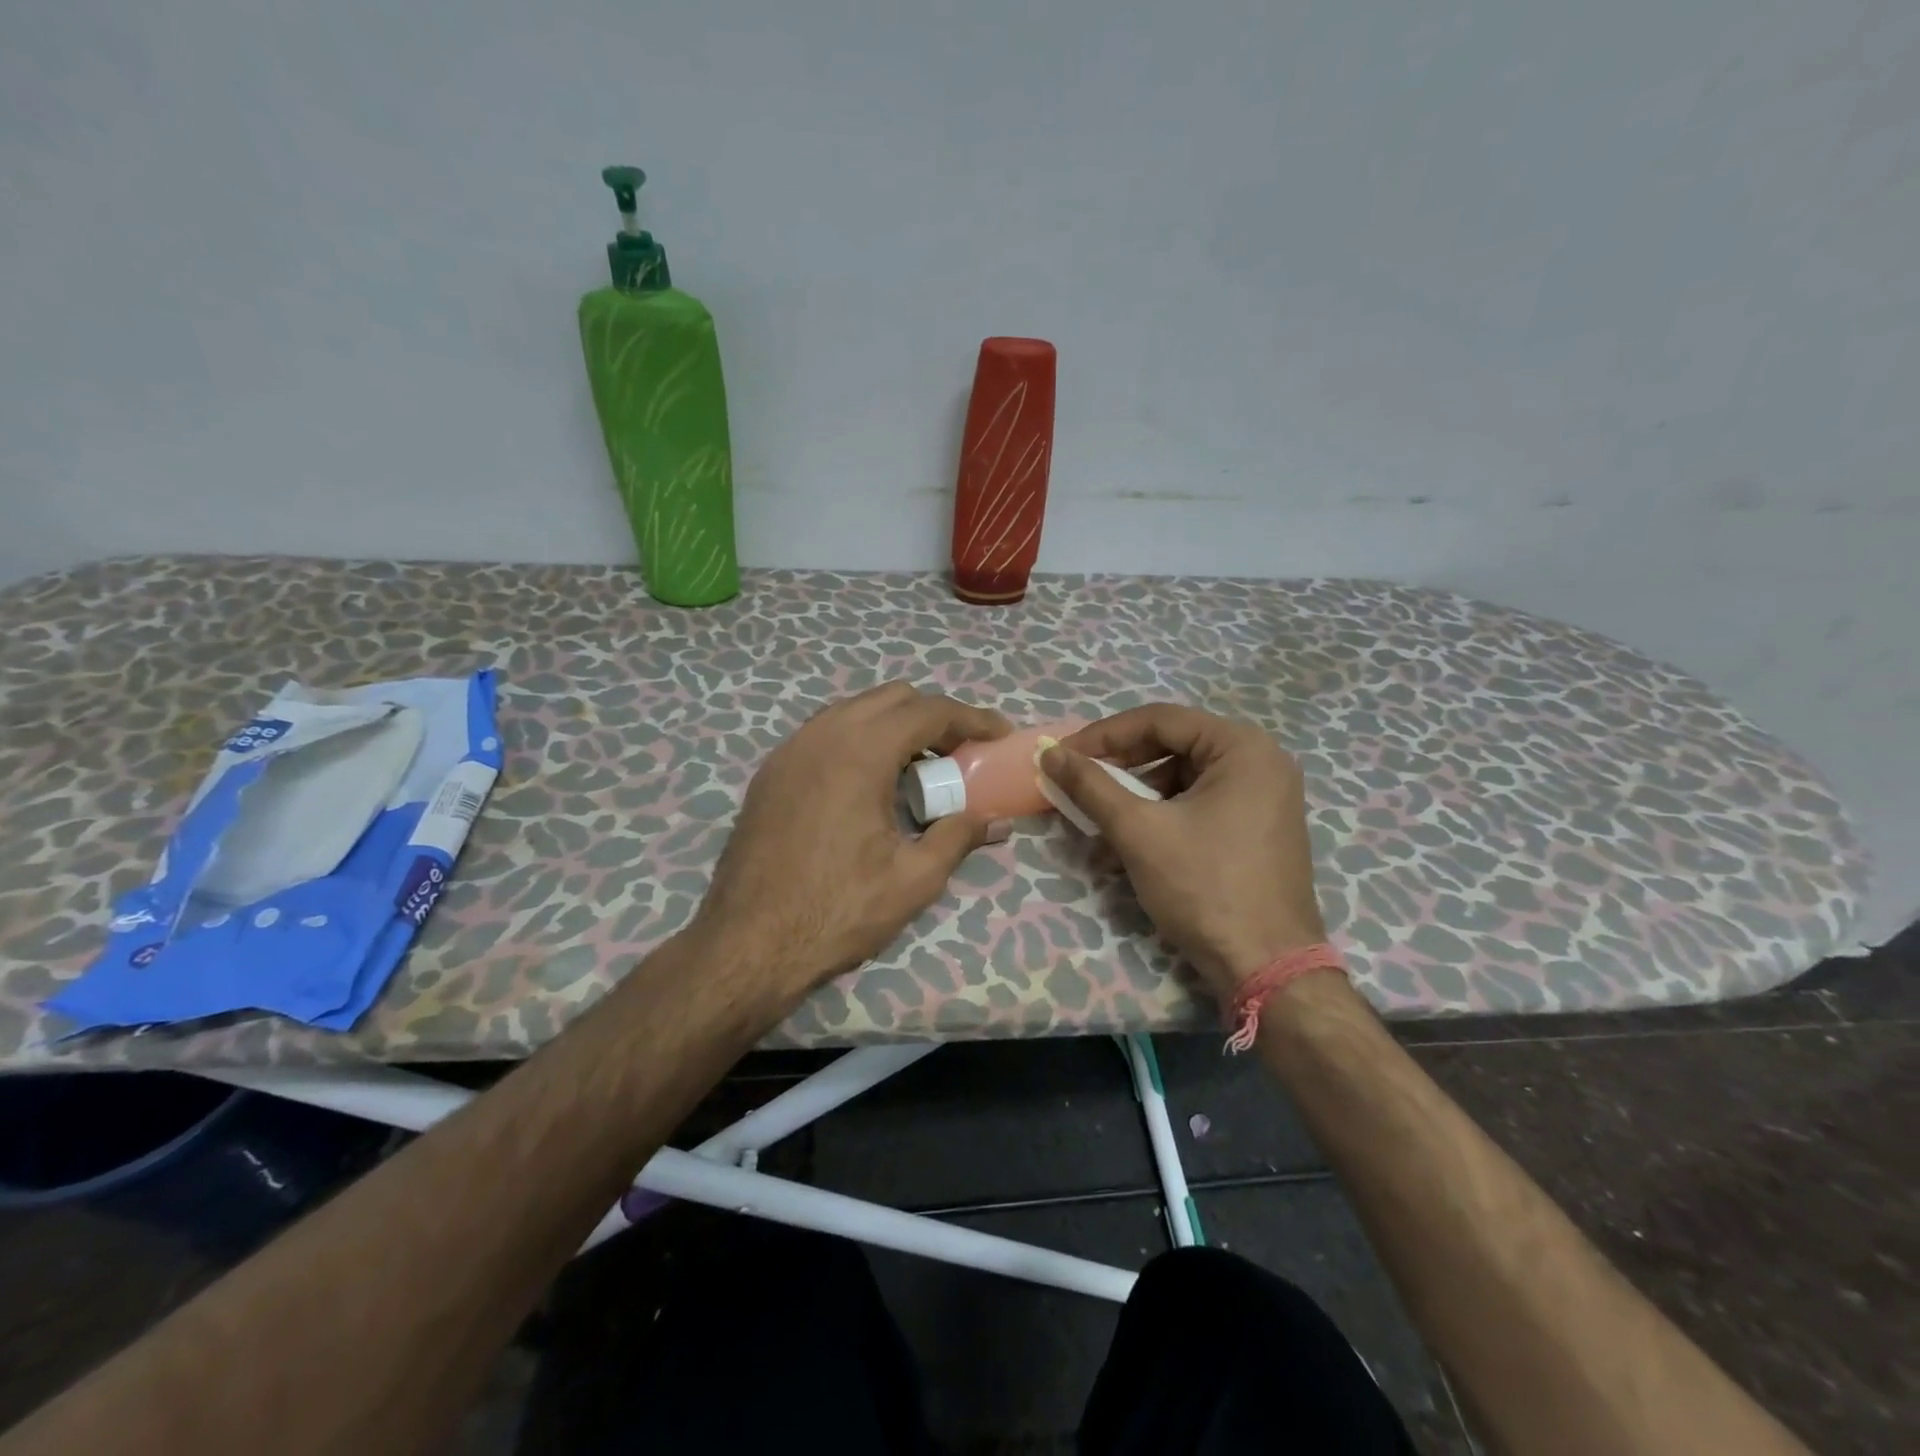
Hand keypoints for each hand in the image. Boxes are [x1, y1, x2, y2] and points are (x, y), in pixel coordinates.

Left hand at [692, 682, 1009, 1008]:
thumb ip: (958, 837)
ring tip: (919, 767)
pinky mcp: (771, 772)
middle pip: (892, 698)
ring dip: (894, 725)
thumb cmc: (837, 911)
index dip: (971, 718)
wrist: (747, 944)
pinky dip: (859, 740)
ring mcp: (790, 750)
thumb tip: (997, 822)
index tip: (1000, 733)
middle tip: (961, 753)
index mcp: (860, 752)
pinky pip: (826, 733)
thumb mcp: (913, 879)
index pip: (928, 711)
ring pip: (854, 710)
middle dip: (934, 716)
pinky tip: (870, 782)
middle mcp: (822, 735)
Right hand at [1040, 705, 1325, 999]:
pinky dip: (1162, 817)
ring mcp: (1265, 797)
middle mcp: (1262, 761)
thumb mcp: (1138, 831)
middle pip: (1173, 746)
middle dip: (1121, 768)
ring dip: (1137, 798)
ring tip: (1100, 826)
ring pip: (1183, 779)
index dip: (1104, 735)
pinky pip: (1200, 804)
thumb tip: (1049, 752)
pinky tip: (1130, 846)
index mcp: (1243, 747)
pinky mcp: (1259, 828)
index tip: (1063, 755)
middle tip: (1079, 784)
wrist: (1266, 968)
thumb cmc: (1204, 887)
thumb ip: (1091, 785)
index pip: (1160, 720)